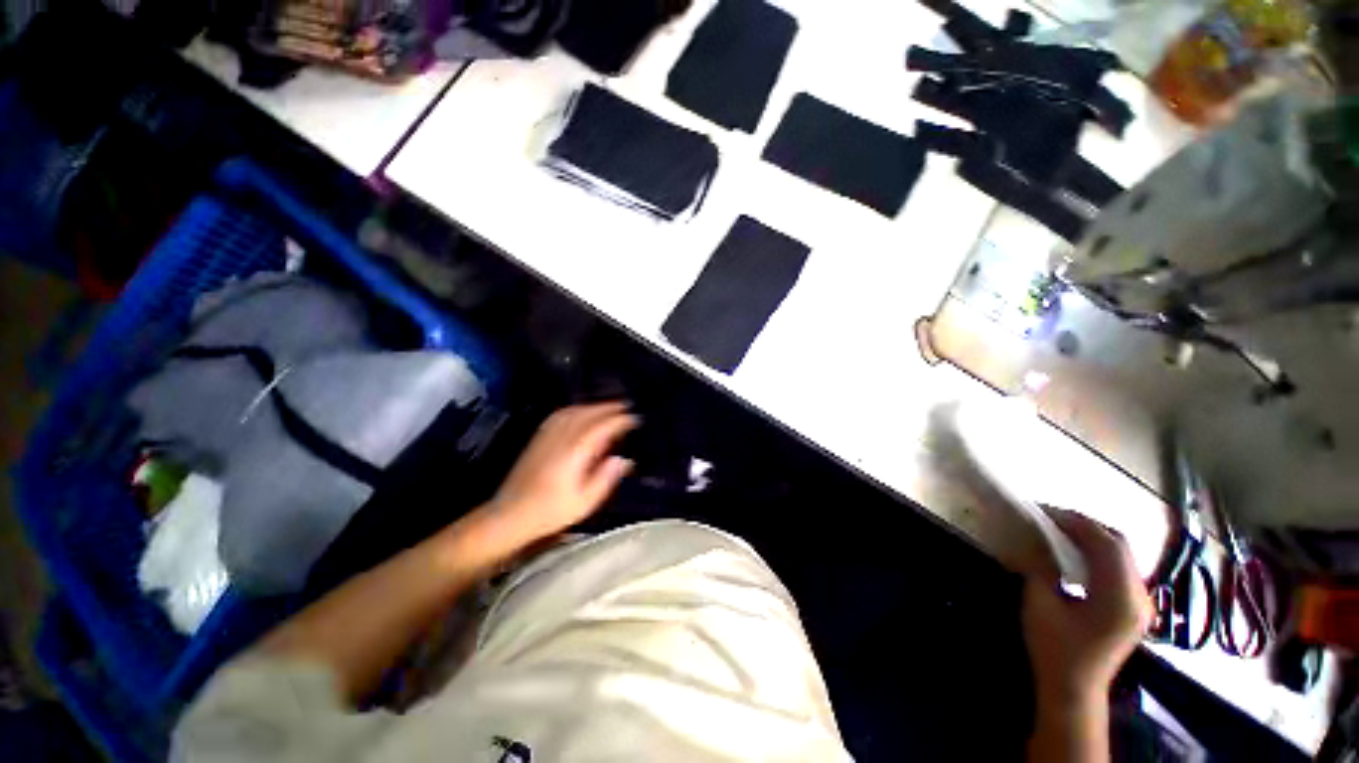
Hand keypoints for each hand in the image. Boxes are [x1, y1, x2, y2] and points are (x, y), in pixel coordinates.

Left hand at [483, 402, 637, 547]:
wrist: (510, 515)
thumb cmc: (550, 512)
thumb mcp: (584, 502)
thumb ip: (605, 478)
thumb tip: (624, 460)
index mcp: (574, 453)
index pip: (601, 428)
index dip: (619, 421)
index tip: (634, 418)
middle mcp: (561, 439)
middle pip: (587, 414)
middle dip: (608, 408)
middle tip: (626, 408)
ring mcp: (547, 436)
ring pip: (573, 411)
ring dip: (593, 406)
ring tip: (607, 407)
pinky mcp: (538, 438)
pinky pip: (559, 415)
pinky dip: (575, 409)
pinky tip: (580, 412)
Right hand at [1023, 510, 1151, 708]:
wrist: (1075, 689)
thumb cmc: (1055, 649)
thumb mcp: (1040, 604)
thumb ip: (1042, 568)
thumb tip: (1037, 539)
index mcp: (1120, 598)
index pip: (1106, 544)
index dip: (1076, 522)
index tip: (1043, 510)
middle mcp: (1139, 597)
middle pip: (1119, 545)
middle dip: (1084, 525)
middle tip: (1050, 517)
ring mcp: (1141, 603)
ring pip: (1122, 554)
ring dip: (1091, 537)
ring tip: (1059, 531)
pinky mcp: (1134, 607)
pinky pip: (1120, 568)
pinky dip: (1097, 553)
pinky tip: (1075, 555)